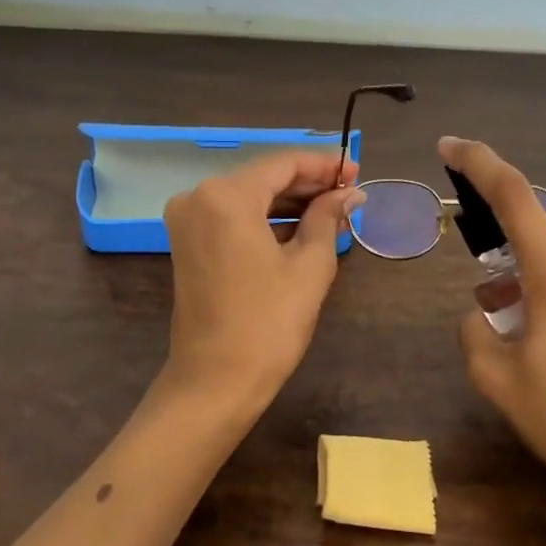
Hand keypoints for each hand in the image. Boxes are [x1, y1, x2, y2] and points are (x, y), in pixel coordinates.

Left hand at [161, 149, 362, 416]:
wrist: (215, 381)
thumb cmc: (268, 323)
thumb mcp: (309, 266)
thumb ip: (327, 218)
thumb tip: (349, 193)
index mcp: (226, 196)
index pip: (282, 164)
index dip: (323, 166)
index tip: (357, 171)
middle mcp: (198, 197)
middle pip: (263, 178)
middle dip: (308, 184)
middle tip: (350, 191)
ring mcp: (188, 221)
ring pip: (248, 197)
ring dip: (289, 202)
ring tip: (334, 209)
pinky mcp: (188, 243)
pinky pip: (233, 218)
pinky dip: (266, 219)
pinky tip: (302, 226)